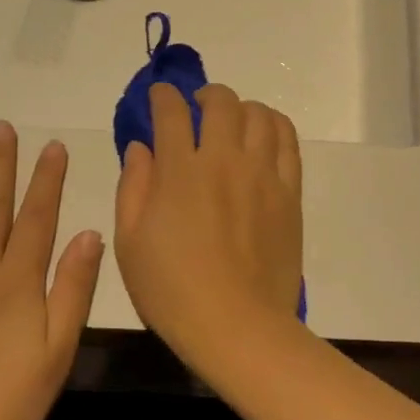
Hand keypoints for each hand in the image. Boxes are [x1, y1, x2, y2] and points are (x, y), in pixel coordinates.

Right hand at [114, 83, 302, 358]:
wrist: (237, 325)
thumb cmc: (172, 290)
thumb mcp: (130, 242)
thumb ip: (133, 186)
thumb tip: (141, 146)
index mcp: (181, 171)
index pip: (172, 112)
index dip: (163, 96)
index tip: (159, 96)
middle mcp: (225, 160)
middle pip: (222, 102)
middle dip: (205, 95)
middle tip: (198, 107)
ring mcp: (263, 174)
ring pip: (259, 115)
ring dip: (242, 108)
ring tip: (234, 120)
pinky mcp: (290, 192)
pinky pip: (289, 141)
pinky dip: (275, 126)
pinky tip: (265, 134)